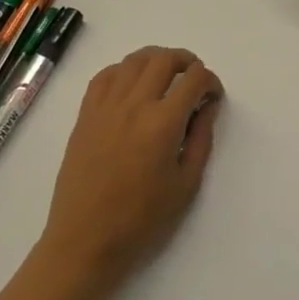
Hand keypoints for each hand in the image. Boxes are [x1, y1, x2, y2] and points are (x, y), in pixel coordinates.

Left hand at [38, 47, 222, 290]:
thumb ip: (201, 139)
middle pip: (164, 59)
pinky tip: (132, 85)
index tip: (213, 98)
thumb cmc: (142, 220)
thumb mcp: (186, 184)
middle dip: (187, 62)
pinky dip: (124, 70)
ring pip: (134, 61)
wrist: (85, 240)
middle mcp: (134, 104)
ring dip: (156, 60)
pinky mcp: (85, 115)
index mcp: (164, 123)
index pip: (195, 79)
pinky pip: (105, 76)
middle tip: (195, 80)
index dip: (211, 82)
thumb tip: (207, 107)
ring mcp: (105, 107)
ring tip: (167, 77)